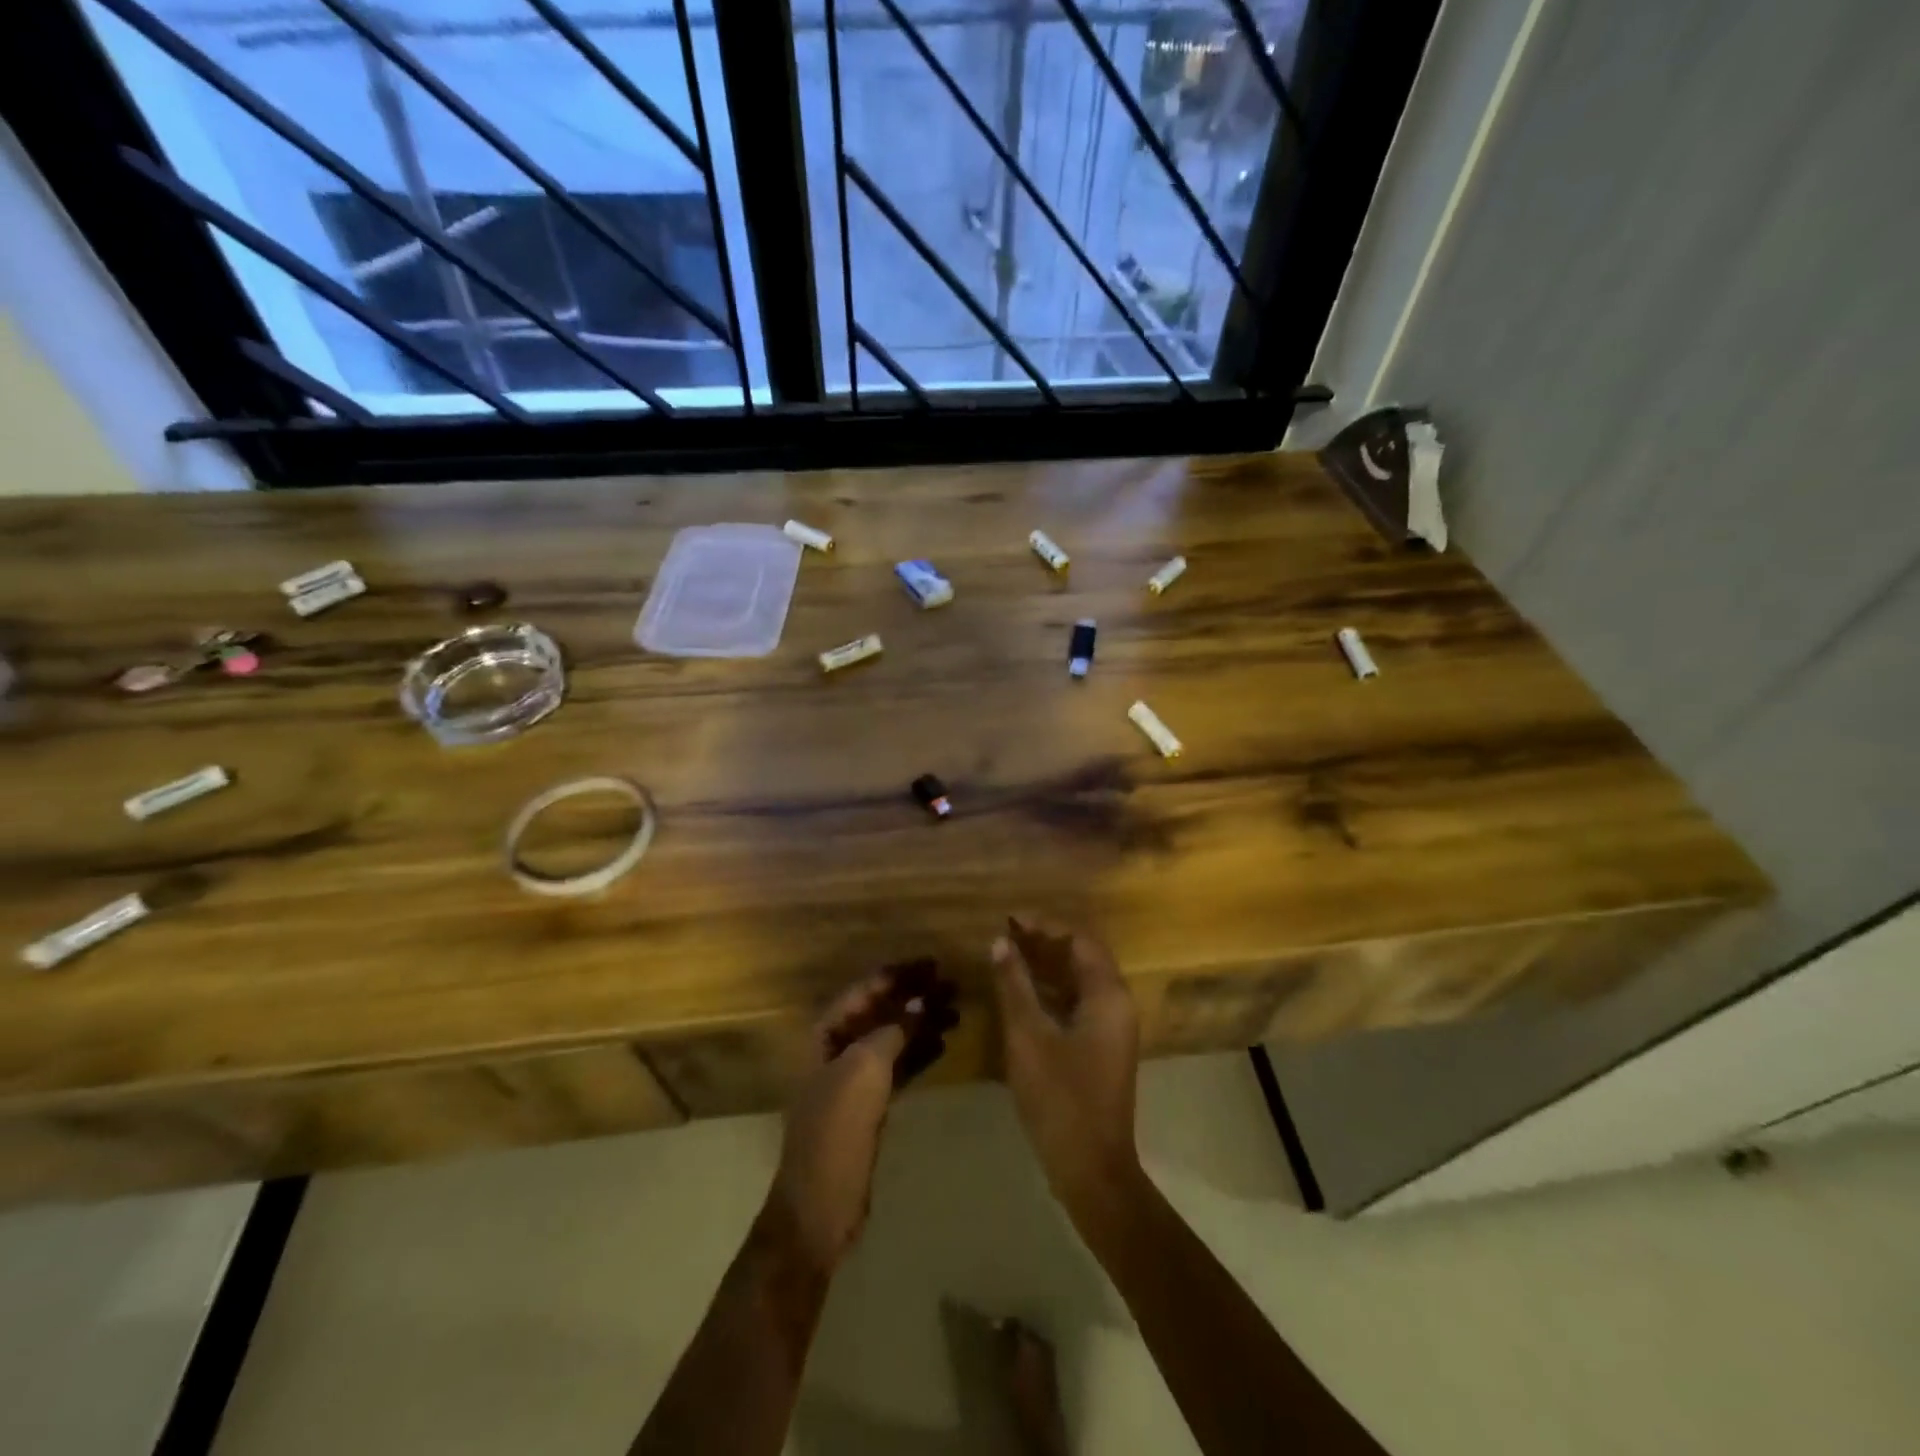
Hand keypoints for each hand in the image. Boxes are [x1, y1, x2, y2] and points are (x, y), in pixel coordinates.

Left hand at [764, 966, 954, 1270]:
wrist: (820, 1206)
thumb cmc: (836, 1129)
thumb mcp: (863, 1071)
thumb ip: (892, 1031)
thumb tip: (919, 1003)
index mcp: (826, 1033)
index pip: (865, 990)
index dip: (898, 974)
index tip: (933, 963)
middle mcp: (838, 1049)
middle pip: (881, 1011)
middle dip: (914, 996)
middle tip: (952, 985)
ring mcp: (853, 1078)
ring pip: (892, 1037)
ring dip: (922, 1022)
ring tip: (957, 1010)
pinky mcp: (869, 1105)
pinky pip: (898, 1066)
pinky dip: (919, 1052)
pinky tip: (945, 1044)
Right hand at [990, 917, 1142, 1219]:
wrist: (1092, 1170)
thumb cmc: (1060, 1098)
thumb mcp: (1028, 1037)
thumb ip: (1014, 985)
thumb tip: (1000, 942)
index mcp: (1108, 996)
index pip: (1080, 940)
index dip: (1045, 925)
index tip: (1010, 919)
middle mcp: (1117, 1005)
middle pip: (1083, 957)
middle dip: (1045, 942)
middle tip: (1006, 935)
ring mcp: (1111, 1028)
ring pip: (1080, 981)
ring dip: (1047, 965)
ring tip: (1009, 956)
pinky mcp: (1101, 1048)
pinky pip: (1078, 1003)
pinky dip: (1052, 991)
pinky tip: (1022, 993)